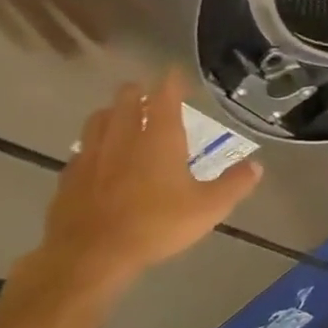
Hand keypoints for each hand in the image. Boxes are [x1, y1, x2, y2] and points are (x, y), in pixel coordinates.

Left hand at [34, 73, 262, 297]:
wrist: (90, 256)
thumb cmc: (157, 225)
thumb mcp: (209, 207)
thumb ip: (234, 184)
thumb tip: (257, 166)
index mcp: (159, 139)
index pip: (164, 98)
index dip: (171, 82)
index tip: (174, 71)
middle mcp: (123, 138)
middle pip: (125, 102)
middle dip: (137, 92)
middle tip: (148, 92)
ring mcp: (92, 156)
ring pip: (98, 120)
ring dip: (111, 112)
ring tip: (120, 115)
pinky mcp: (70, 178)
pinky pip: (82, 149)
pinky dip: (93, 143)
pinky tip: (97, 155)